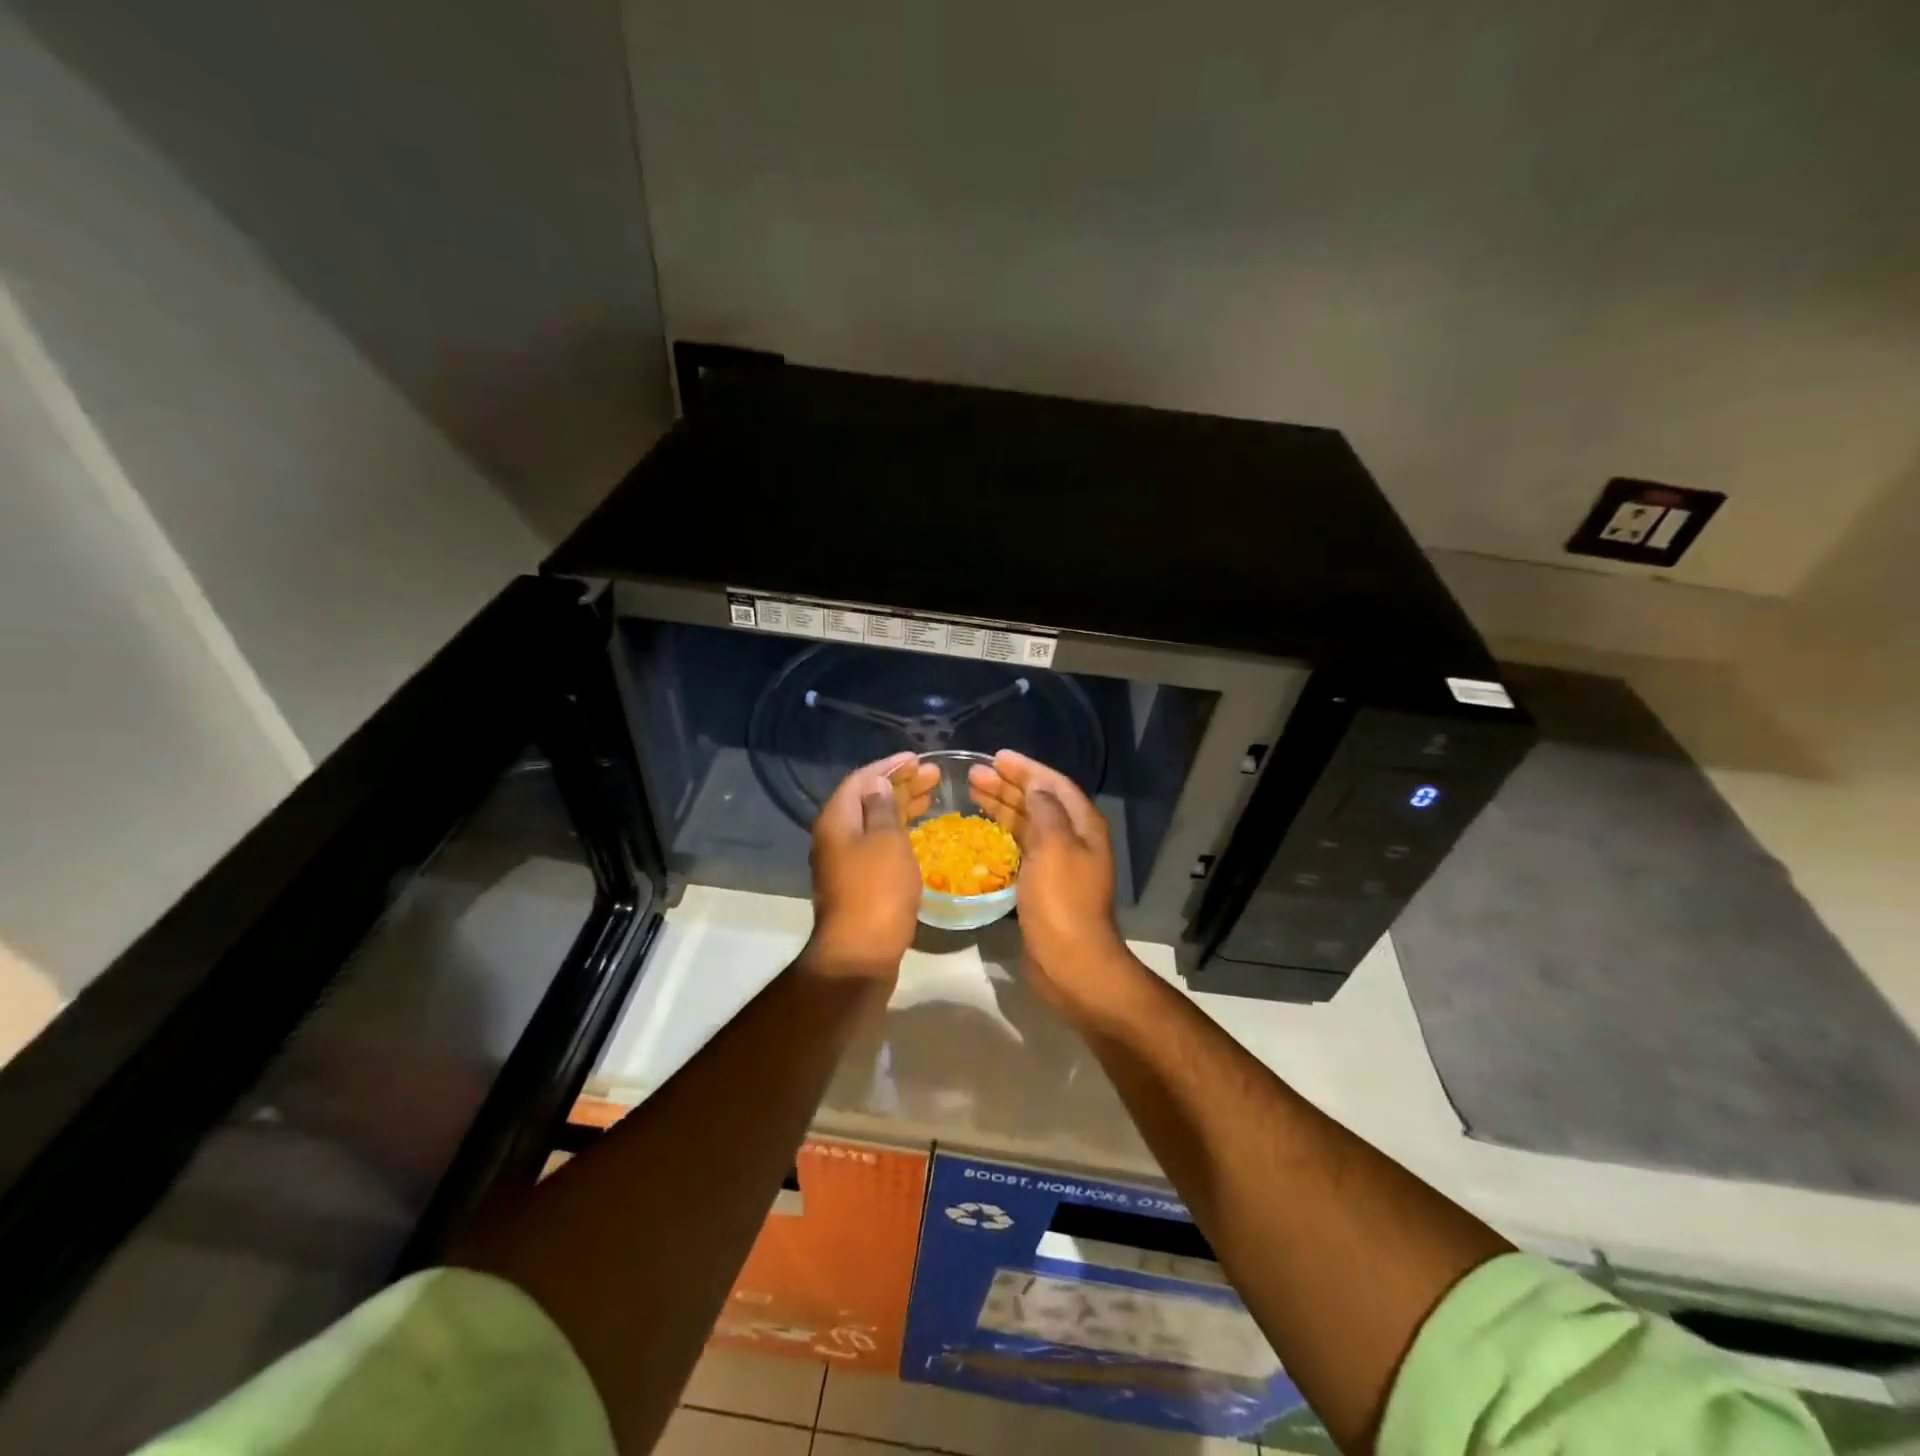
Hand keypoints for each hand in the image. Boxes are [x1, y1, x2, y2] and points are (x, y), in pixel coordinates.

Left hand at [805, 752, 938, 978]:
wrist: (860, 954)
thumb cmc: (877, 890)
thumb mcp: (886, 841)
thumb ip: (883, 808)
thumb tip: (878, 784)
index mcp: (836, 820)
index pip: (861, 779)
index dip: (889, 766)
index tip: (918, 759)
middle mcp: (835, 837)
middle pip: (867, 800)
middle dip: (900, 785)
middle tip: (933, 776)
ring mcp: (844, 863)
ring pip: (874, 824)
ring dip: (902, 808)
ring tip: (932, 797)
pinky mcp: (857, 884)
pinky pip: (878, 846)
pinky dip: (899, 833)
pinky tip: (920, 834)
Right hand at [967, 750, 1129, 1009]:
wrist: (1070, 961)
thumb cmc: (1062, 900)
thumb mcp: (1055, 847)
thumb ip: (1046, 811)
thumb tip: (1036, 786)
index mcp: (1082, 825)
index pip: (1054, 784)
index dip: (1026, 768)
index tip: (996, 756)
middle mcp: (1073, 839)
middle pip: (1039, 802)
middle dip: (1009, 785)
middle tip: (974, 775)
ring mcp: (1057, 863)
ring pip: (1028, 823)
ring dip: (1002, 806)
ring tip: (972, 793)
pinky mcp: (1042, 884)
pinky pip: (1020, 847)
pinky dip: (1002, 833)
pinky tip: (981, 830)